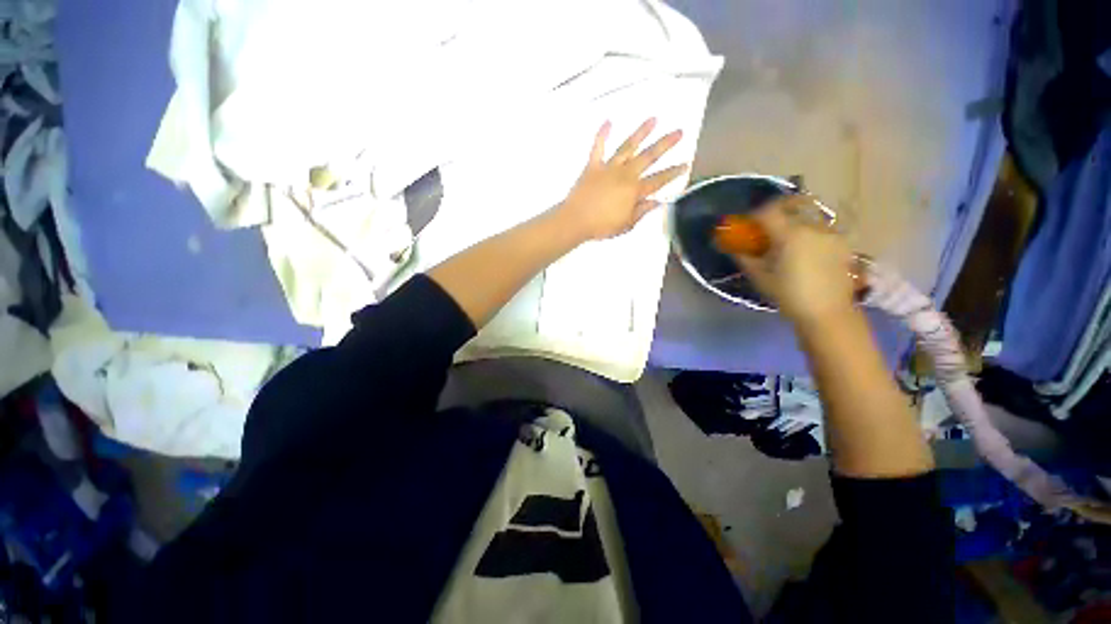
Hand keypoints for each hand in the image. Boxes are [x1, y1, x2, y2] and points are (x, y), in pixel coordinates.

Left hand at [558, 119, 688, 239]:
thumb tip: (657, 201)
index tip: (686, 163)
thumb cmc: (602, 226)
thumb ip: (642, 211)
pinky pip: (598, 147)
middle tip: (679, 132)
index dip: (673, 172)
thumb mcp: (626, 224)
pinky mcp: (593, 166)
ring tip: (653, 119)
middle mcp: (625, 175)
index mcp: (634, 191)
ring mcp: (609, 168)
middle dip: (665, 144)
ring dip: (641, 132)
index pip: (659, 180)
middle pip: (648, 157)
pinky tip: (609, 121)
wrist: (575, 221)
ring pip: (628, 147)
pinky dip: (602, 134)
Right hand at [734, 195, 858, 326]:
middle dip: (777, 213)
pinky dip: (809, 233)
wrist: (827, 312)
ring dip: (795, 223)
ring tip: (787, 241)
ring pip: (809, 217)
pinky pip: (821, 230)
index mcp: (789, 234)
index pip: (768, 211)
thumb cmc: (788, 295)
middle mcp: (813, 227)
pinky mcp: (843, 244)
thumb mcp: (759, 277)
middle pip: (792, 207)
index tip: (748, 224)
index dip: (755, 214)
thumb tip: (733, 248)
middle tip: (768, 227)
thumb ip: (745, 258)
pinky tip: (805, 251)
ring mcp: (831, 234)